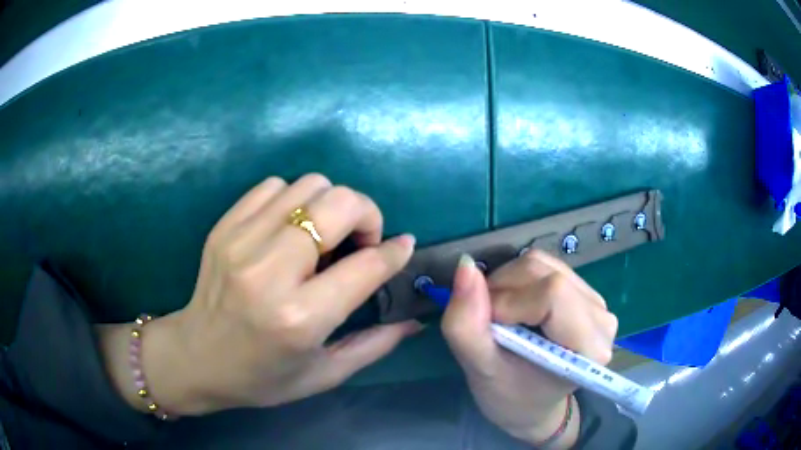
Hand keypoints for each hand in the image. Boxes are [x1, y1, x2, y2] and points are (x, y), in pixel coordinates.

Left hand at [100, 174, 421, 414]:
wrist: (195, 358)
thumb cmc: (262, 378)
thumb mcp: (324, 375)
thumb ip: (375, 344)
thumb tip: (414, 320)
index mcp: (300, 318)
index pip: (366, 265)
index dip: (394, 251)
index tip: (402, 247)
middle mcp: (270, 272)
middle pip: (338, 204)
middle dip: (366, 214)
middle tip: (361, 241)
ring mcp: (241, 242)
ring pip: (308, 185)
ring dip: (330, 205)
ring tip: (324, 237)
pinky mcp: (225, 227)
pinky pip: (273, 186)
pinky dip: (294, 199)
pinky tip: (290, 229)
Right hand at [441, 251, 617, 447]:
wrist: (533, 404)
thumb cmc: (510, 398)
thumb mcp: (481, 370)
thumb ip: (466, 324)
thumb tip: (465, 266)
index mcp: (589, 347)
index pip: (552, 294)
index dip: (509, 302)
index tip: (488, 329)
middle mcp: (601, 318)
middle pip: (545, 273)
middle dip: (503, 290)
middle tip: (489, 325)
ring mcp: (595, 301)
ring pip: (542, 264)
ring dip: (508, 284)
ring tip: (502, 319)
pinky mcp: (584, 291)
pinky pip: (545, 266)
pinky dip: (518, 281)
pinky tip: (516, 308)